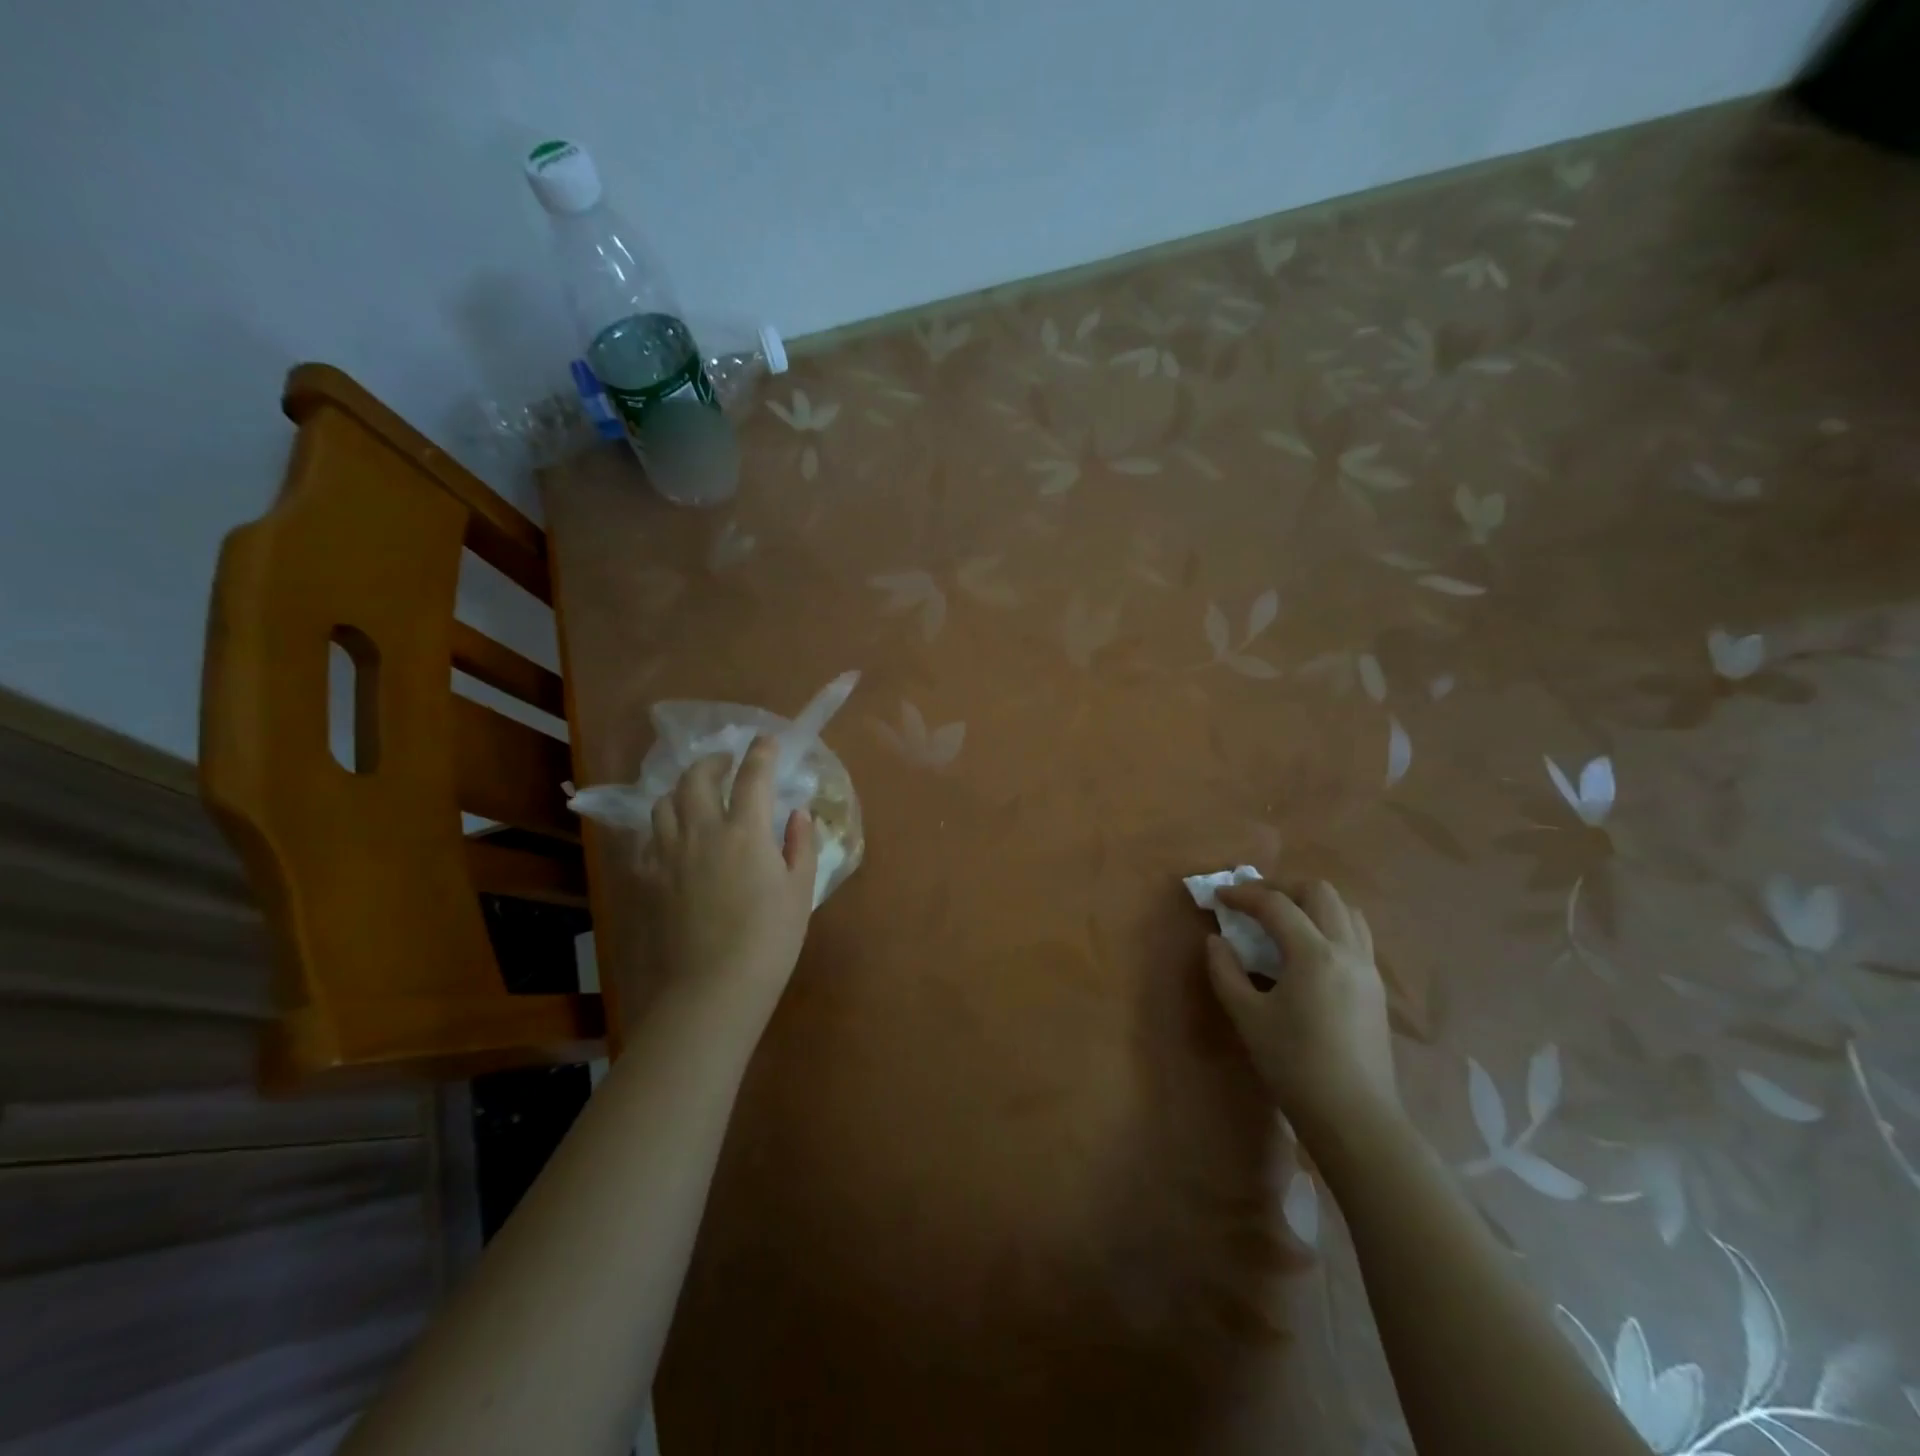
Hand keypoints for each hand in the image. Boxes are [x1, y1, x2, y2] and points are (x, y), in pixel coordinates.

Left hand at [641, 735, 817, 1026]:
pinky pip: (648, 838)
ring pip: (664, 803)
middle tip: (726, 763)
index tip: (767, 740)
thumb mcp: (800, 891)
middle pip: (697, 777)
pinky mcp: (648, 878)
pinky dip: (662, 827)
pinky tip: (674, 838)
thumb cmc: (769, 941)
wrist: (714, 988)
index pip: (753, 775)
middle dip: (713, 761)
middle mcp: (702, 831)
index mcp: (746, 832)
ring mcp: (668, 854)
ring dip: (682, 789)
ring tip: (696, 796)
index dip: (762, 752)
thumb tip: (798, 814)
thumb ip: (801, 845)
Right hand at [1206, 880, 1400, 1135]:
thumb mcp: (1247, 1017)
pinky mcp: (1376, 987)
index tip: (1218, 897)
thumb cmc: (1295, 1065)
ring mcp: (1368, 968)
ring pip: (1346, 910)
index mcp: (1314, 954)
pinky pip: (1356, 935)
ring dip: (1311, 903)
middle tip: (1253, 902)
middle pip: (1319, 892)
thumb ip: (1226, 971)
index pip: (1276, 905)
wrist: (1355, 1117)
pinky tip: (1308, 949)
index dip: (1243, 894)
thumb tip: (1217, 941)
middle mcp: (1347, 950)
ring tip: (1283, 919)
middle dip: (1282, 888)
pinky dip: (1329, 924)